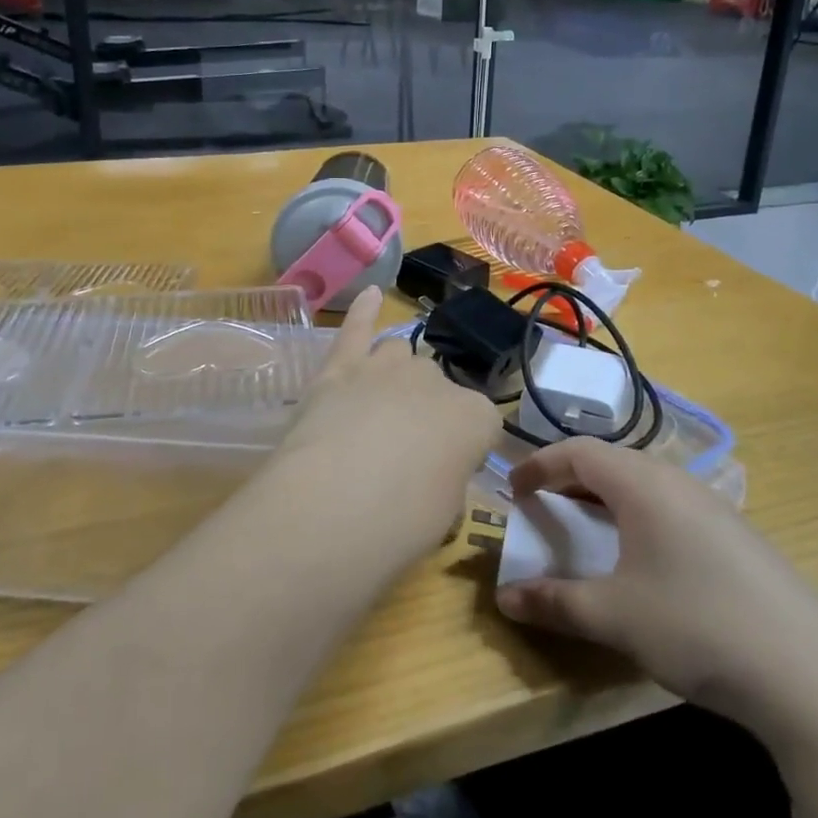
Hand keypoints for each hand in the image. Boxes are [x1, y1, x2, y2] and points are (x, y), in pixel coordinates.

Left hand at [266, 287, 501, 568]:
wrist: (336, 505)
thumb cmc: (402, 523)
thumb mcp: (445, 513)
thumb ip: (445, 478)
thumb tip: (431, 473)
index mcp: (475, 417)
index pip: (480, 425)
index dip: (462, 450)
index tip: (445, 473)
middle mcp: (435, 380)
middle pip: (436, 386)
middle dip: (425, 411)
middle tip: (404, 452)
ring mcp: (385, 367)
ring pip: (399, 355)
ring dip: (395, 375)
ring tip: (380, 406)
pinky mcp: (339, 367)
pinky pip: (355, 328)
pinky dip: (362, 311)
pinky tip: (370, 295)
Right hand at [495, 439, 817, 745]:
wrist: (810, 672)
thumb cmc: (696, 625)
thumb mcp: (614, 616)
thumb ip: (555, 602)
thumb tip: (505, 598)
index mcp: (643, 484)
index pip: (579, 452)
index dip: (539, 465)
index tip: (513, 489)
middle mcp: (678, 481)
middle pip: (612, 462)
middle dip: (570, 479)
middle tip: (545, 507)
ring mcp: (714, 506)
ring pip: (644, 483)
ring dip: (606, 498)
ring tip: (588, 530)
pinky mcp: (737, 535)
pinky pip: (671, 506)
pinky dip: (638, 516)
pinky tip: (644, 559)